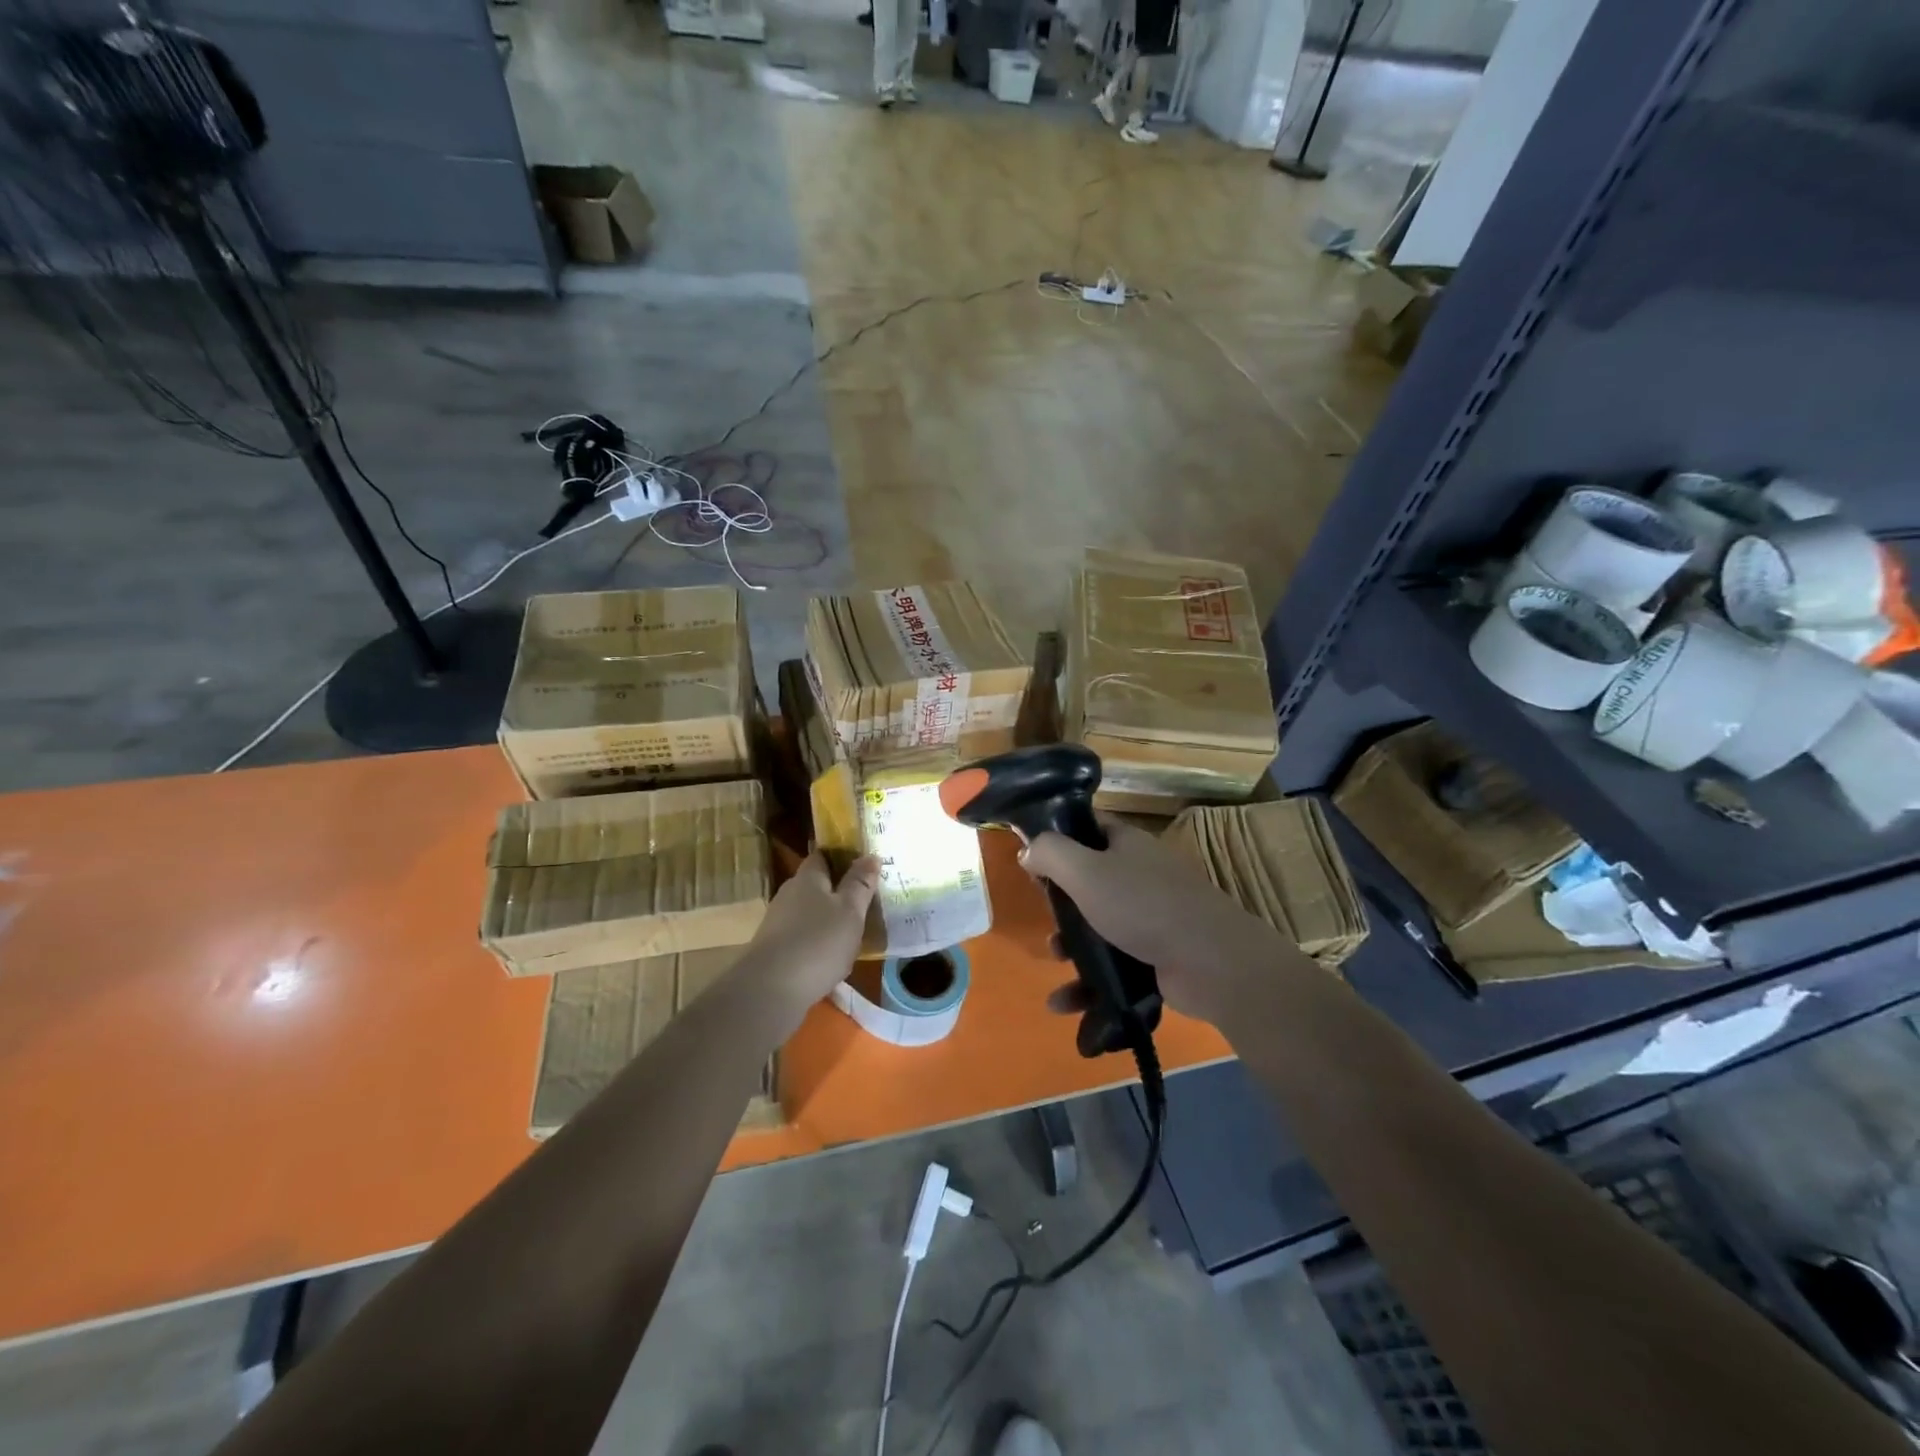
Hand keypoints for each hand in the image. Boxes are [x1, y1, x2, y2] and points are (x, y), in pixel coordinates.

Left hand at [733, 851, 878, 1033]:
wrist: (771, 989)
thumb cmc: (819, 942)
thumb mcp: (850, 911)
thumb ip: (860, 884)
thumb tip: (871, 855)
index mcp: (807, 878)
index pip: (821, 856)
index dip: (840, 856)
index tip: (861, 863)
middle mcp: (788, 894)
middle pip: (814, 885)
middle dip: (835, 890)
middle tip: (862, 900)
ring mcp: (777, 923)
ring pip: (806, 912)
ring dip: (825, 918)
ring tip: (850, 930)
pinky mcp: (772, 949)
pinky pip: (800, 936)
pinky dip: (815, 941)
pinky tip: (829, 956)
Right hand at [1022, 815, 1278, 1026]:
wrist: (1211, 962)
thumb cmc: (1142, 905)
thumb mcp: (1085, 871)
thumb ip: (1050, 854)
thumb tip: (1028, 850)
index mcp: (1128, 845)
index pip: (1090, 830)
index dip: (1060, 841)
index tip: (1034, 863)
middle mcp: (1142, 875)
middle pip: (1092, 882)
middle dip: (1064, 906)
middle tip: (1048, 920)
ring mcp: (1153, 918)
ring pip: (1101, 928)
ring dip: (1073, 948)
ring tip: (1055, 963)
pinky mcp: (1159, 957)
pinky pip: (1115, 966)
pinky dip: (1091, 983)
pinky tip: (1069, 1005)